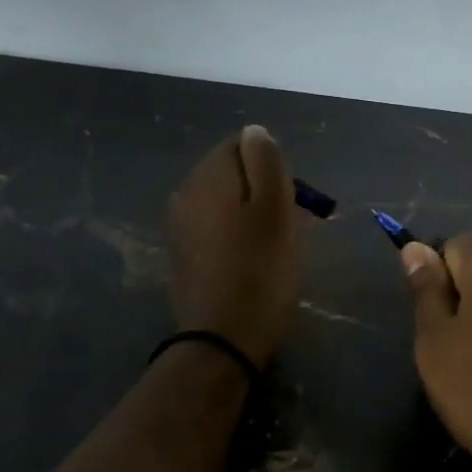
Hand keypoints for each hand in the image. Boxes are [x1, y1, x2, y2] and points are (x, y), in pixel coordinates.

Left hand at [167, 126, 300, 367]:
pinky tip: (251, 262)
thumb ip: (265, 161)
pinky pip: (215, 229)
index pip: (241, 144)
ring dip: (250, 215)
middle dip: (262, 190)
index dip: (273, 166)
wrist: (223, 339)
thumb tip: (255, 132)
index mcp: (207, 176)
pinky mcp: (182, 255)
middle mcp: (185, 193)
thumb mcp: (275, 209)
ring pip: (224, 202)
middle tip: (290, 225)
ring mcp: (179, 226)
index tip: (292, 199)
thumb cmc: (260, 271)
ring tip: (274, 246)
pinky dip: (235, 236)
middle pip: (231, 174)